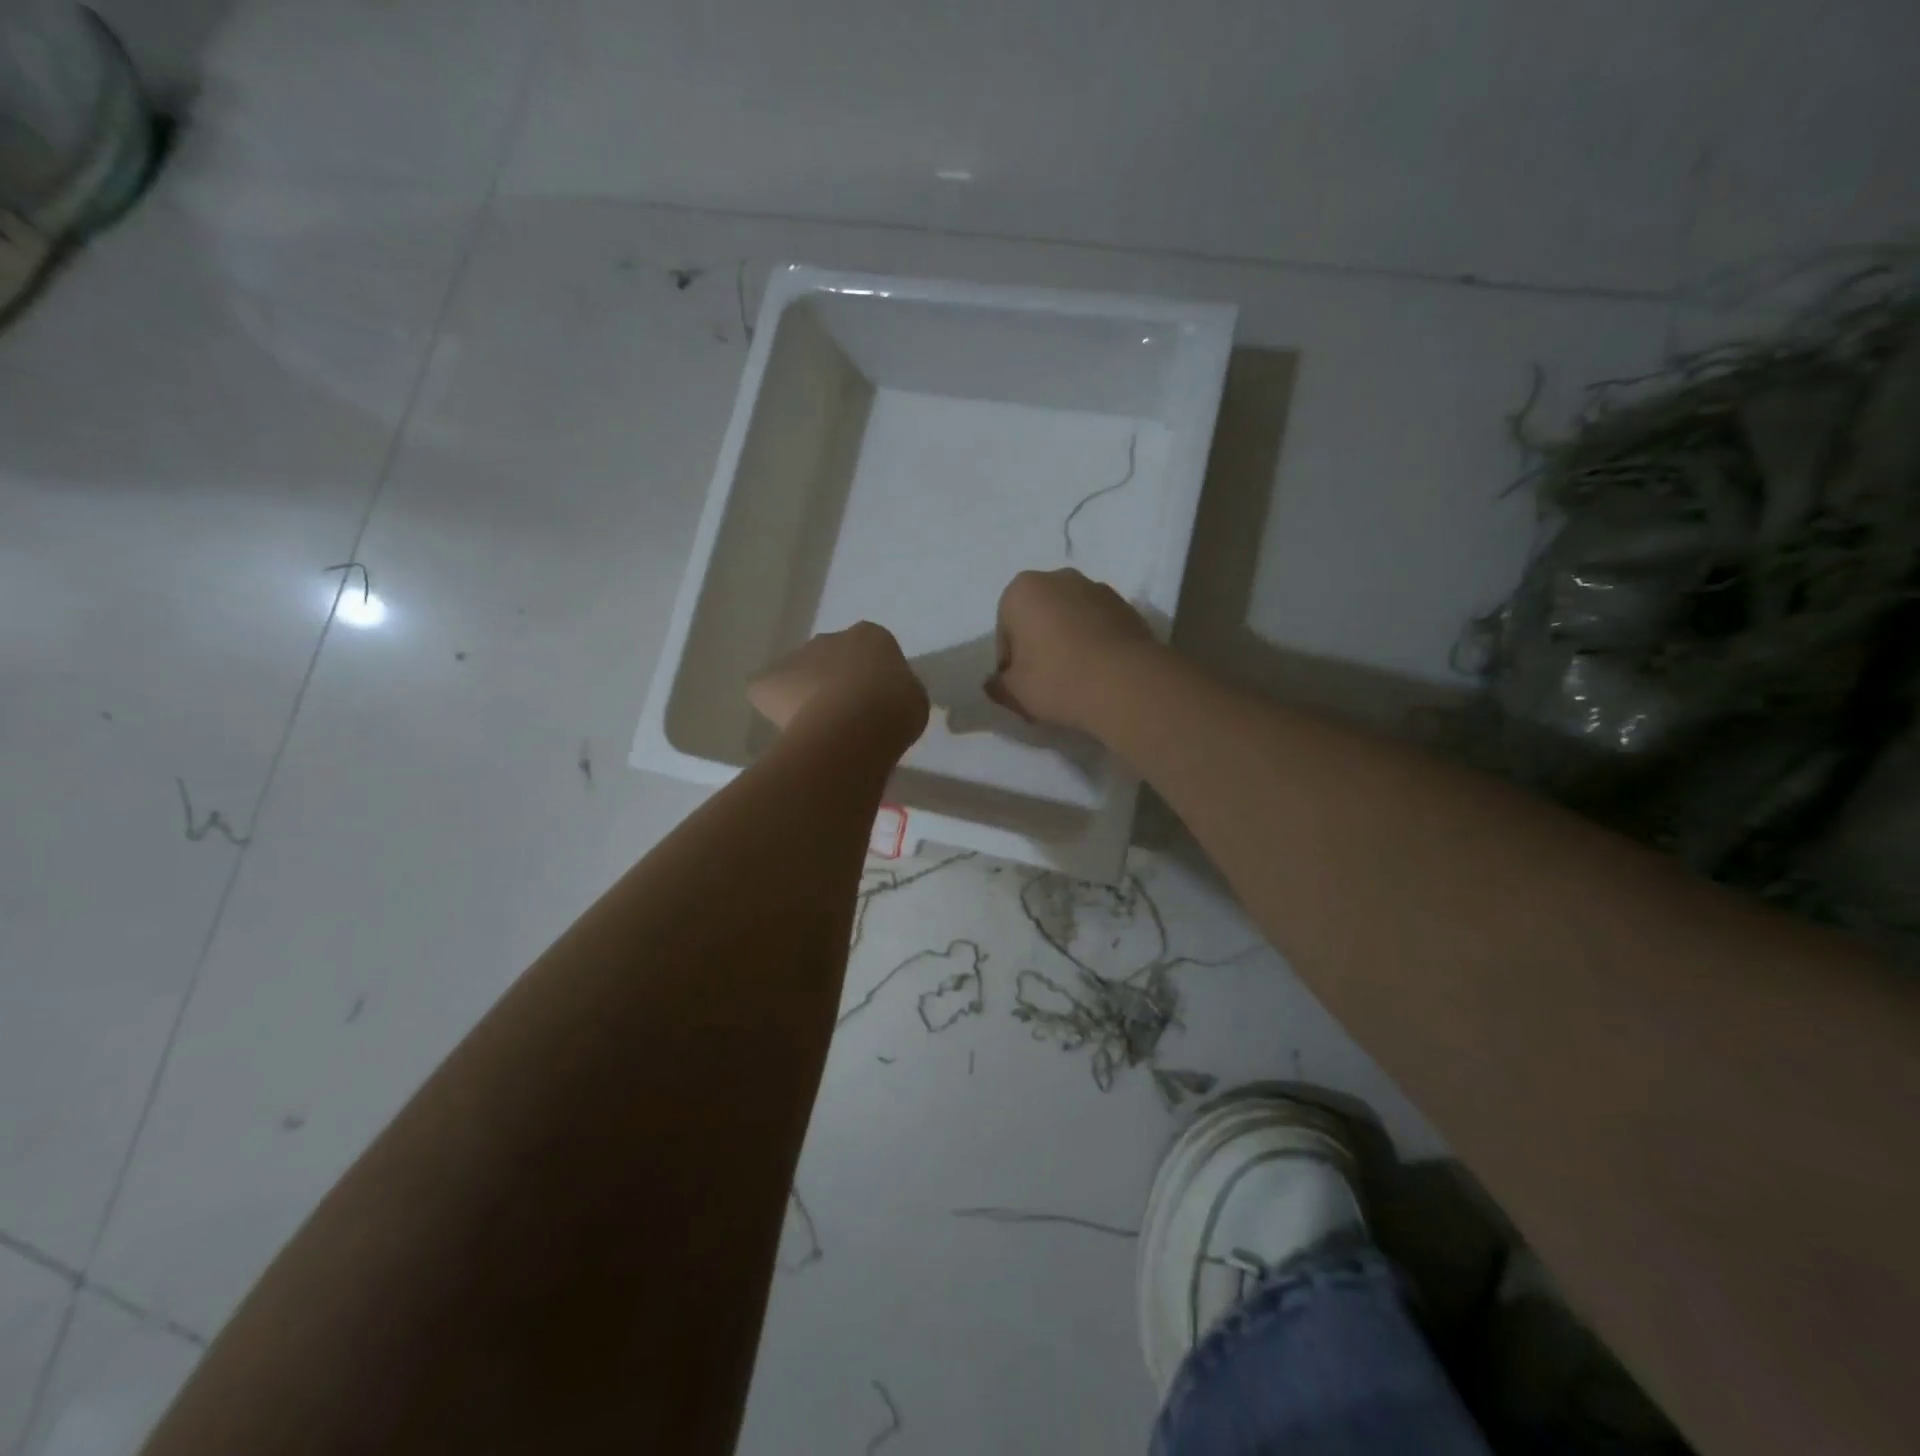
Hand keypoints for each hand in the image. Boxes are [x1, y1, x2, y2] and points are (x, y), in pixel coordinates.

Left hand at [749, 622, 928, 752]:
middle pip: (829, 658)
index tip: (875, 703)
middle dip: (834, 681)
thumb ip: (898, 691)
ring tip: (818, 729)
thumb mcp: (913, 699)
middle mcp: (830, 638)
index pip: (869, 650)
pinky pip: (767, 692)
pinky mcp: (767, 680)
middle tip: (846, 716)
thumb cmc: (895, 710)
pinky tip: (791, 729)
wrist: (856, 726)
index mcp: (871, 637)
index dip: (870, 678)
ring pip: (799, 675)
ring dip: (805, 694)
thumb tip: (886, 699)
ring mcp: (796, 657)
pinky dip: (774, 707)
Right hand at [986, 569, 1155, 730]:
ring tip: (1076, 679)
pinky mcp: (1127, 606)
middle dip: (1039, 645)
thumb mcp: (1014, 692)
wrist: (1125, 683)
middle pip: (1039, 617)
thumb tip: (994, 684)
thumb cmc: (1056, 679)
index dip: (1010, 662)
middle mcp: (1059, 578)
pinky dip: (1095, 644)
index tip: (1021, 685)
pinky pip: (1099, 626)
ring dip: (1068, 642)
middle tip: (1045, 681)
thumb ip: (998, 685)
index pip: (1005, 630)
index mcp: (1022, 590)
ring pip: (1071, 619)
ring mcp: (1097, 588)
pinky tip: (1099, 673)